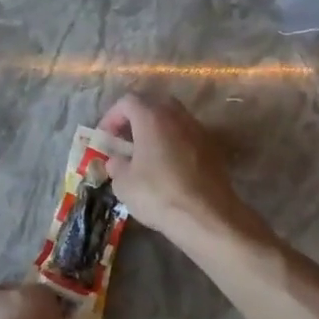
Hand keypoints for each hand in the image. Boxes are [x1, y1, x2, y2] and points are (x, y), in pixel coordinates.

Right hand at [98, 92, 250, 240]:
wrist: (207, 217)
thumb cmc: (158, 195)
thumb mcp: (123, 183)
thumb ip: (116, 165)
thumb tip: (117, 161)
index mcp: (152, 118)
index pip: (127, 102)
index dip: (112, 116)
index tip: (105, 137)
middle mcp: (177, 117)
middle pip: (153, 104)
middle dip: (137, 118)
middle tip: (126, 139)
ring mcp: (199, 131)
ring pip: (173, 119)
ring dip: (157, 130)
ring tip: (147, 153)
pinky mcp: (213, 149)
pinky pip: (188, 136)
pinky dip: (174, 143)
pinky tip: (168, 166)